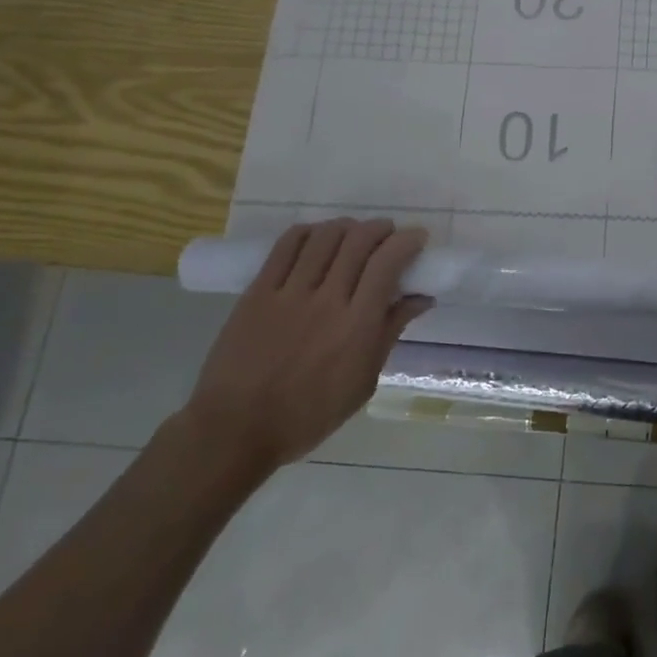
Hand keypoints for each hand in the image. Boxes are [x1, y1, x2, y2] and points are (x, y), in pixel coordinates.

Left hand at [178, 218, 431, 476]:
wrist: (235, 430)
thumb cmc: (309, 414)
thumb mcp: (363, 381)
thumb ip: (390, 332)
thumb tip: (421, 298)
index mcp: (357, 325)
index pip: (387, 263)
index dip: (406, 241)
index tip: (417, 238)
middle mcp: (326, 300)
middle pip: (357, 242)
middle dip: (380, 229)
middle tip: (388, 234)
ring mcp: (288, 294)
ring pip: (324, 237)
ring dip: (347, 226)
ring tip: (355, 233)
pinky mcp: (257, 293)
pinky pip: (285, 247)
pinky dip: (309, 232)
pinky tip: (318, 236)